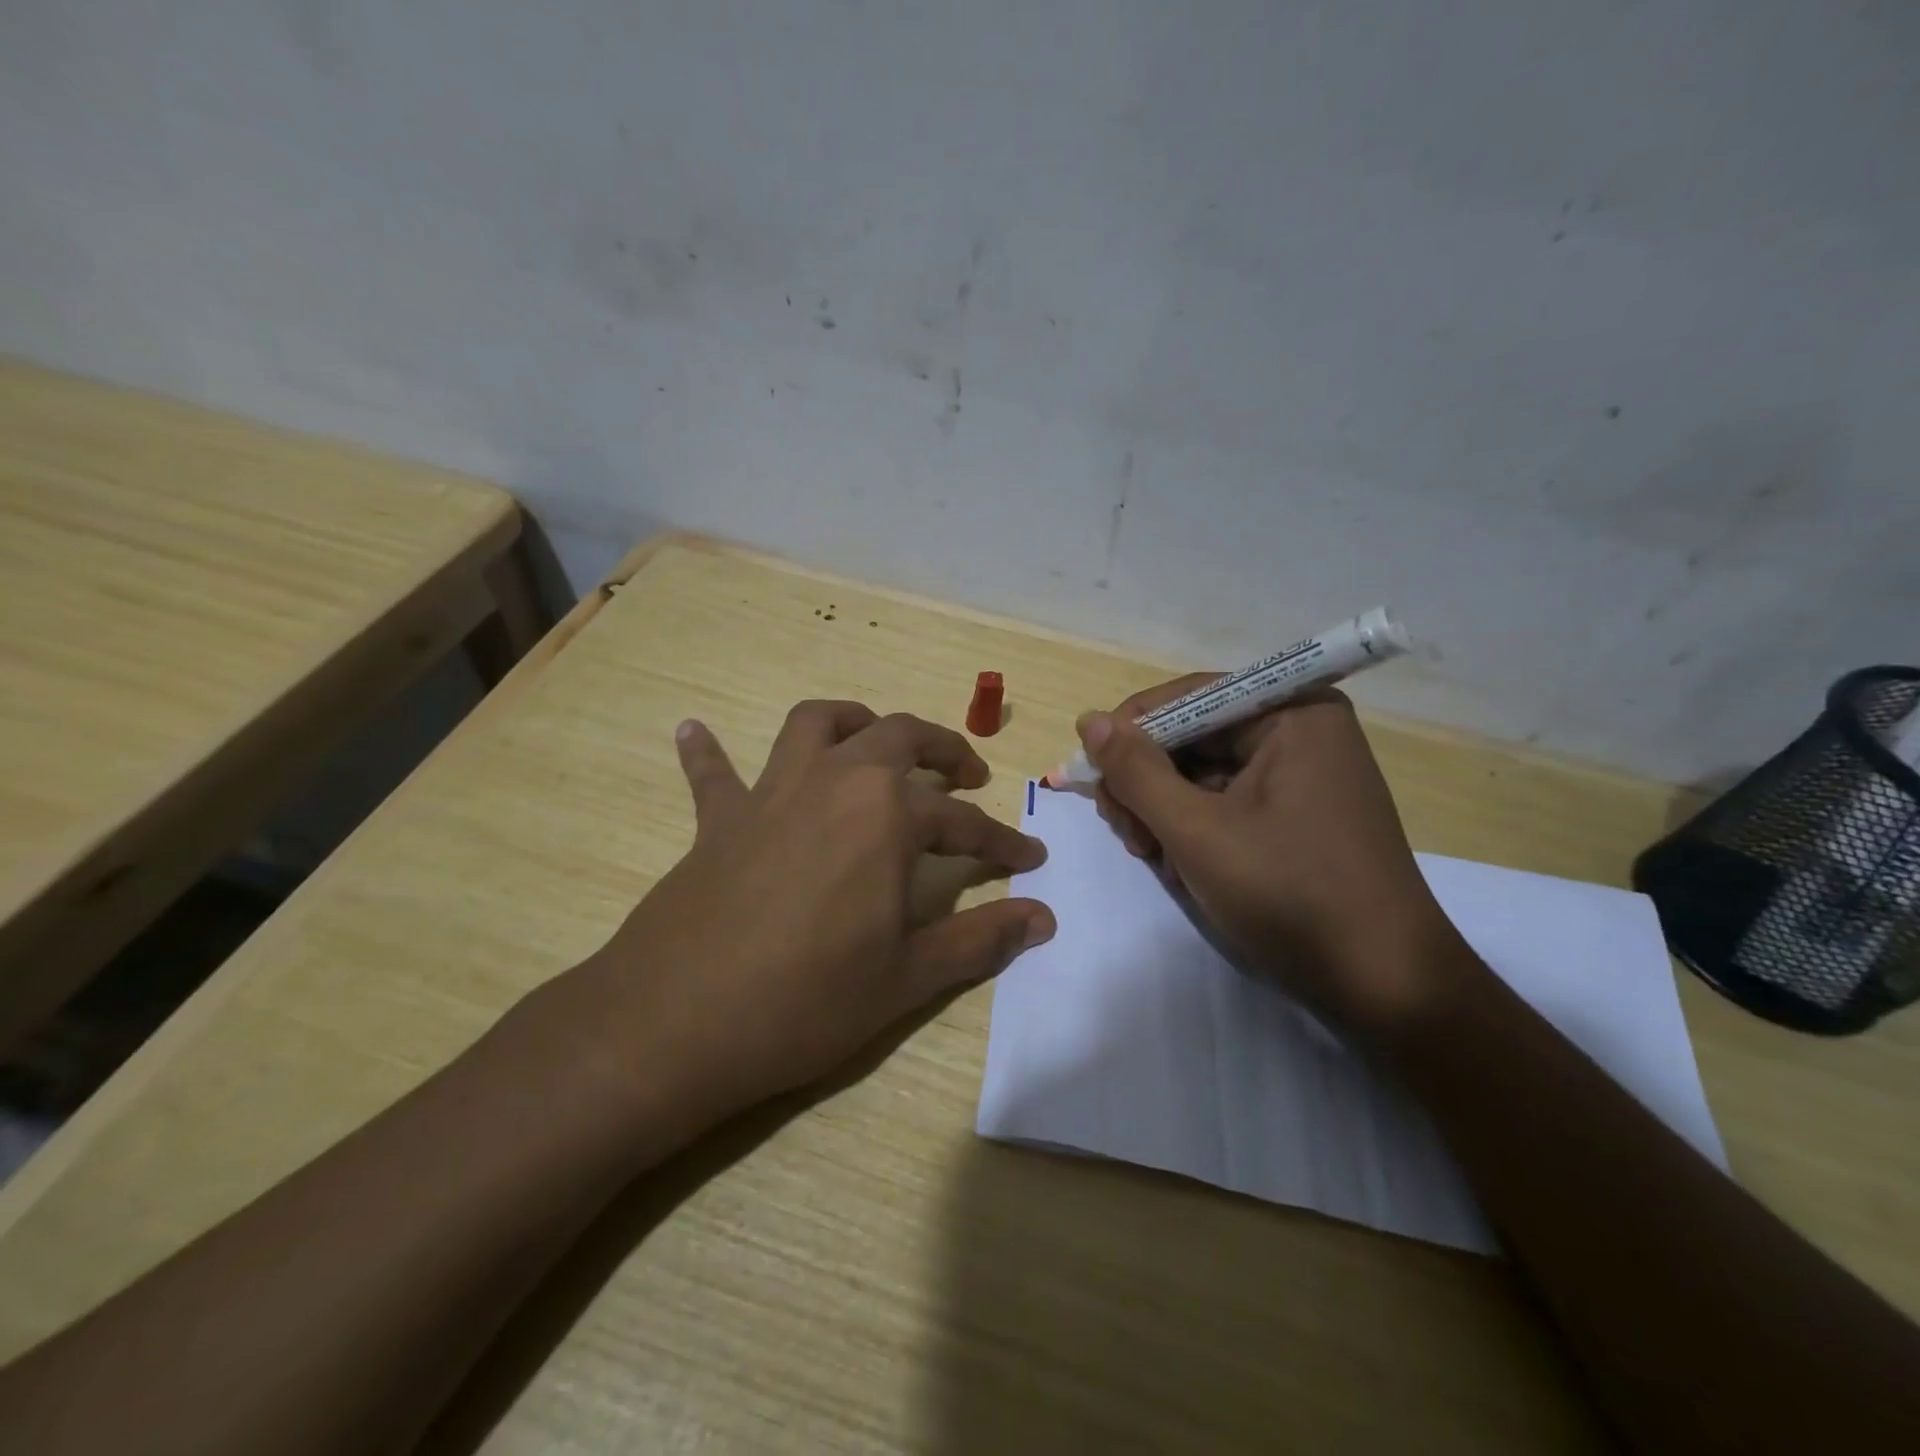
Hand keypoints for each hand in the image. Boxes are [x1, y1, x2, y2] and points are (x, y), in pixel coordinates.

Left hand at [578, 701, 1053, 1124]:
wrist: (678, 1022)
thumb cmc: (807, 1000)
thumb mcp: (907, 978)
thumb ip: (980, 939)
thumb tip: (1044, 918)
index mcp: (886, 815)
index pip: (964, 822)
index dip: (1003, 842)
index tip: (1031, 857)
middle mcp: (834, 782)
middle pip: (899, 737)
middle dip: (943, 750)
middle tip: (968, 776)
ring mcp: (771, 793)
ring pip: (817, 725)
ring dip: (853, 721)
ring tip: (874, 740)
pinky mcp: (719, 819)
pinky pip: (713, 773)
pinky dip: (708, 752)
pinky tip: (694, 731)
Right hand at [1082, 678, 1455, 1029]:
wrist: (1384, 987)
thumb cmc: (1290, 894)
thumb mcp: (1197, 831)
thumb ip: (1136, 771)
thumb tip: (1089, 721)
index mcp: (1292, 713)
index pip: (1188, 697)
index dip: (1131, 731)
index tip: (1091, 774)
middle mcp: (1299, 731)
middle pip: (1192, 736)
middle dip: (1148, 783)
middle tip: (1127, 834)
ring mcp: (1300, 775)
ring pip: (1202, 773)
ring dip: (1164, 811)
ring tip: (1152, 856)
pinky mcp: (1296, 814)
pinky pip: (1225, 801)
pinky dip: (1193, 828)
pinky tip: (1180, 865)